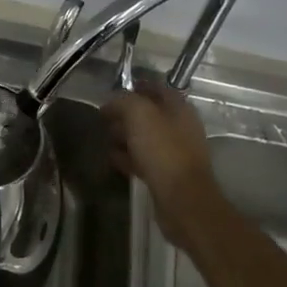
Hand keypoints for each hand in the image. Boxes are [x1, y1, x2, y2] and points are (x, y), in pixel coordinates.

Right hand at [102, 75, 217, 249]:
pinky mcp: (167, 175)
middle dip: (125, 115)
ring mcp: (175, 152)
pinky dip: (128, 157)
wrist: (182, 200)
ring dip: (124, 137)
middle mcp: (180, 127)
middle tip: (104, 119)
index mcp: (179, 108)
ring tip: (105, 139)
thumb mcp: (139, 114)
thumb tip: (111, 102)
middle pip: (148, 114)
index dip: (135, 86)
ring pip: (144, 138)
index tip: (112, 92)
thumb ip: (123, 101)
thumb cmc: (162, 150)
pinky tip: (113, 159)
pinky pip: (144, 159)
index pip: (156, 88)